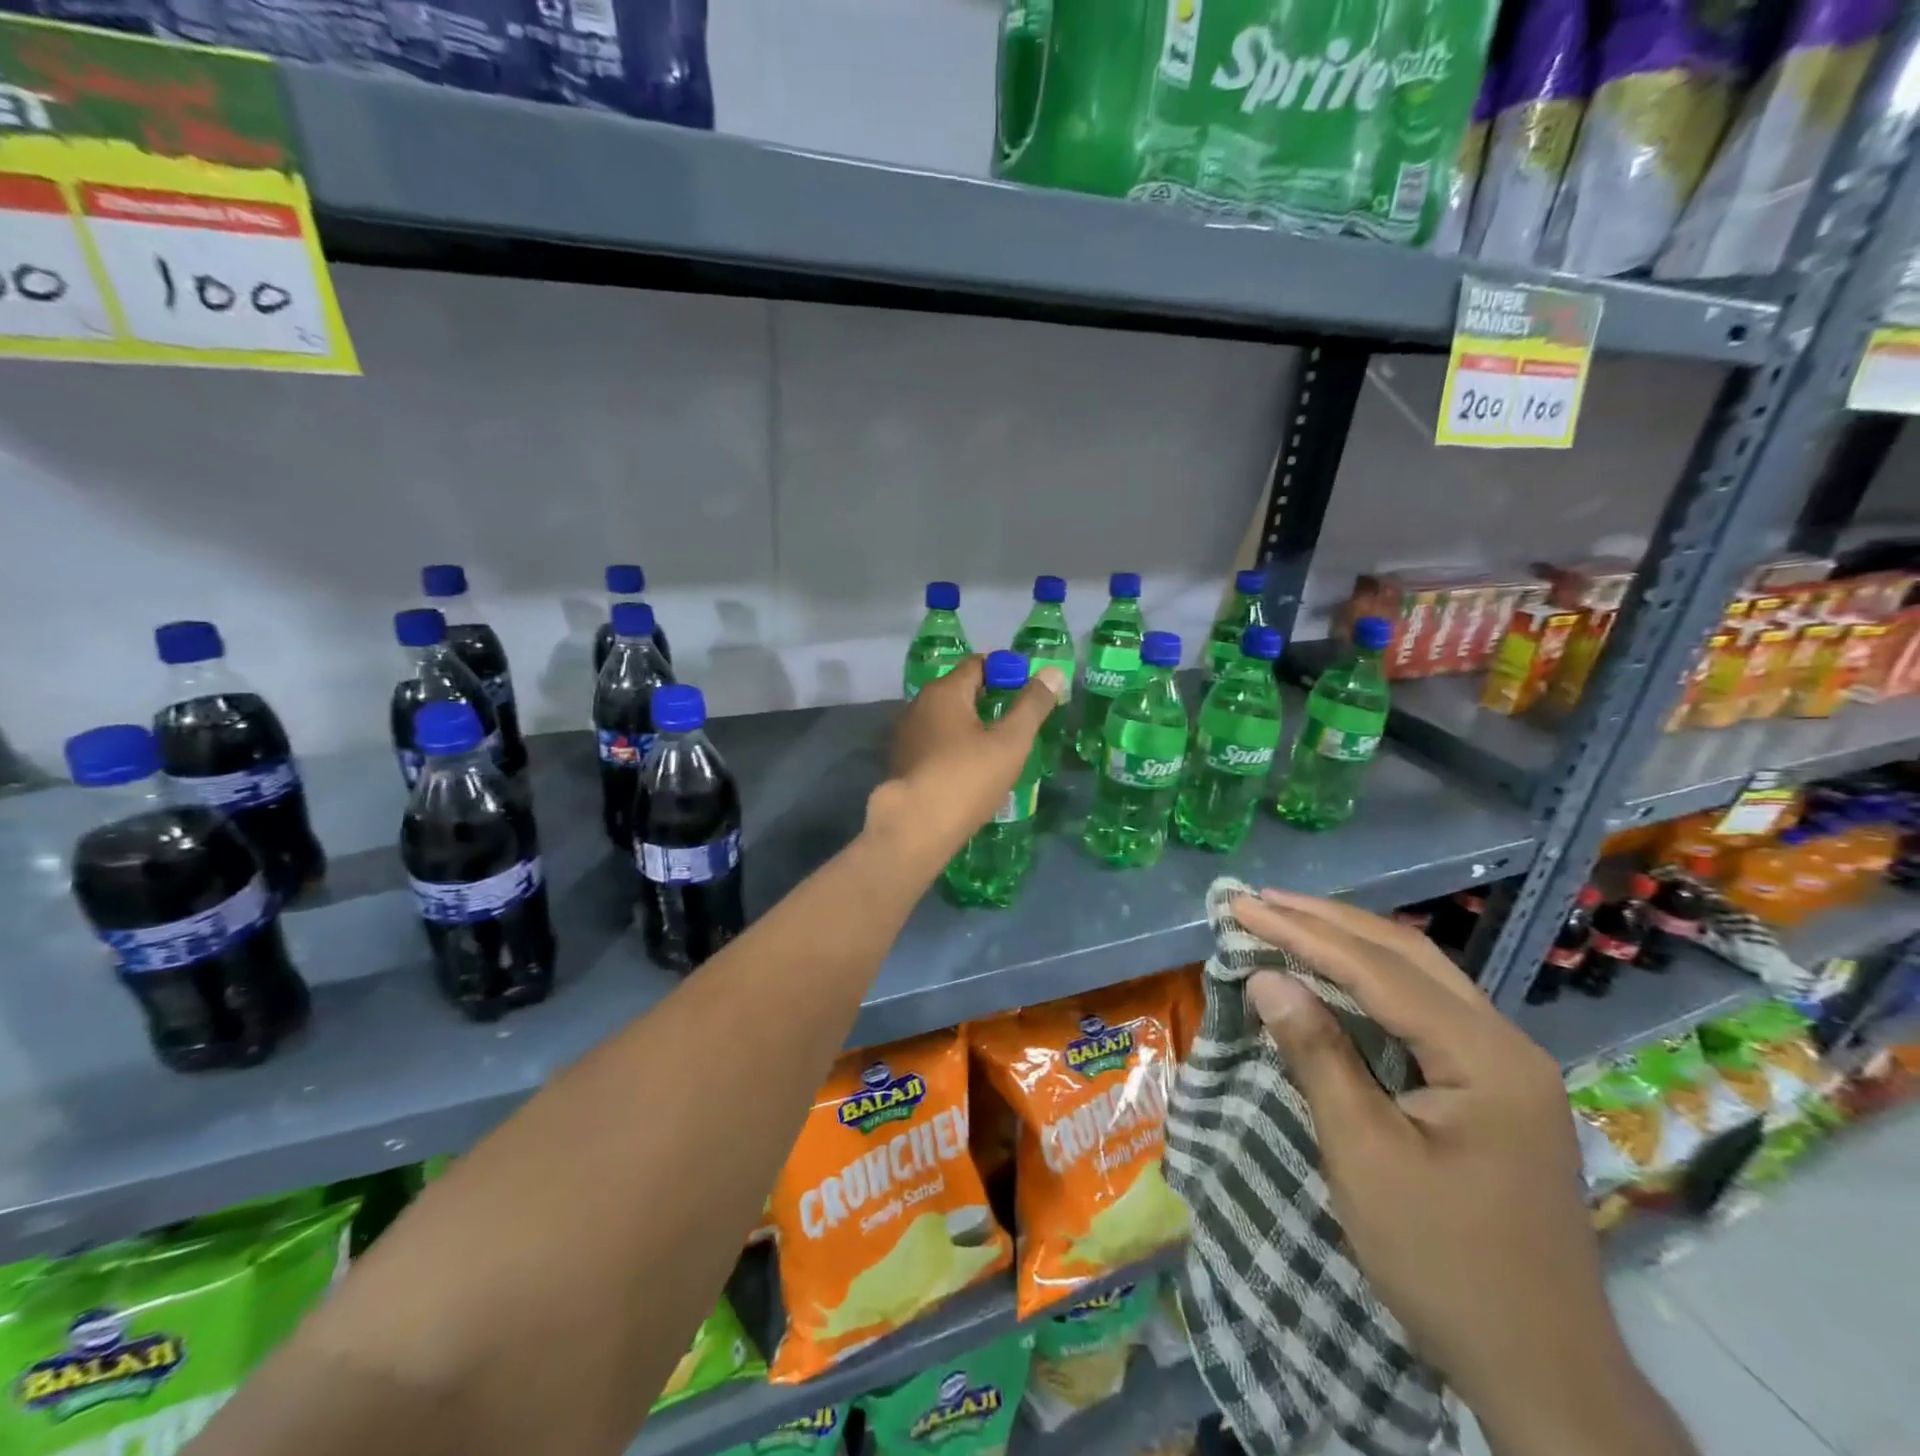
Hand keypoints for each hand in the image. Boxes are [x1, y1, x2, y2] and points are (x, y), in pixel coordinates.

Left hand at [864, 656, 1063, 873]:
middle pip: (960, 690)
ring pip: (946, 719)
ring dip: (971, 726)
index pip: (978, 664)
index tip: (1029, 689)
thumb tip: (1052, 672)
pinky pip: (935, 743)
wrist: (915, 828)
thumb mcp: (1010, 742)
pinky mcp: (902, 762)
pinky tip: (970, 769)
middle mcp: (919, 705)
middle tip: (1018, 719)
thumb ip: (1033, 706)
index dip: (1006, 671)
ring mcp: (906, 735)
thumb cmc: (967, 778)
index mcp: (944, 691)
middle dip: (989, 699)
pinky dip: (955, 747)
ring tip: (998, 747)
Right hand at [1235, 891, 1693, 1455]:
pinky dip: (1371, 981)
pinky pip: (1424, 1009)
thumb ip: (1319, 1055)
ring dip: (1349, 943)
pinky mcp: (1494, 1088)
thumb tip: (1267, 977)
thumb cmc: (1445, 1264)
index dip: (1303, 934)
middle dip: (1327, 922)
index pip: (1379, 971)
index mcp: (1487, 1057)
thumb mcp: (1366, 1156)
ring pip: (1419, 975)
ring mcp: (1506, 1065)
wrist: (1543, 1373)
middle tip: (1259, 900)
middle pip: (1406, 955)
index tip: (1243, 906)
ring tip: (1288, 919)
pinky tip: (1336, 975)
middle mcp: (1506, 1043)